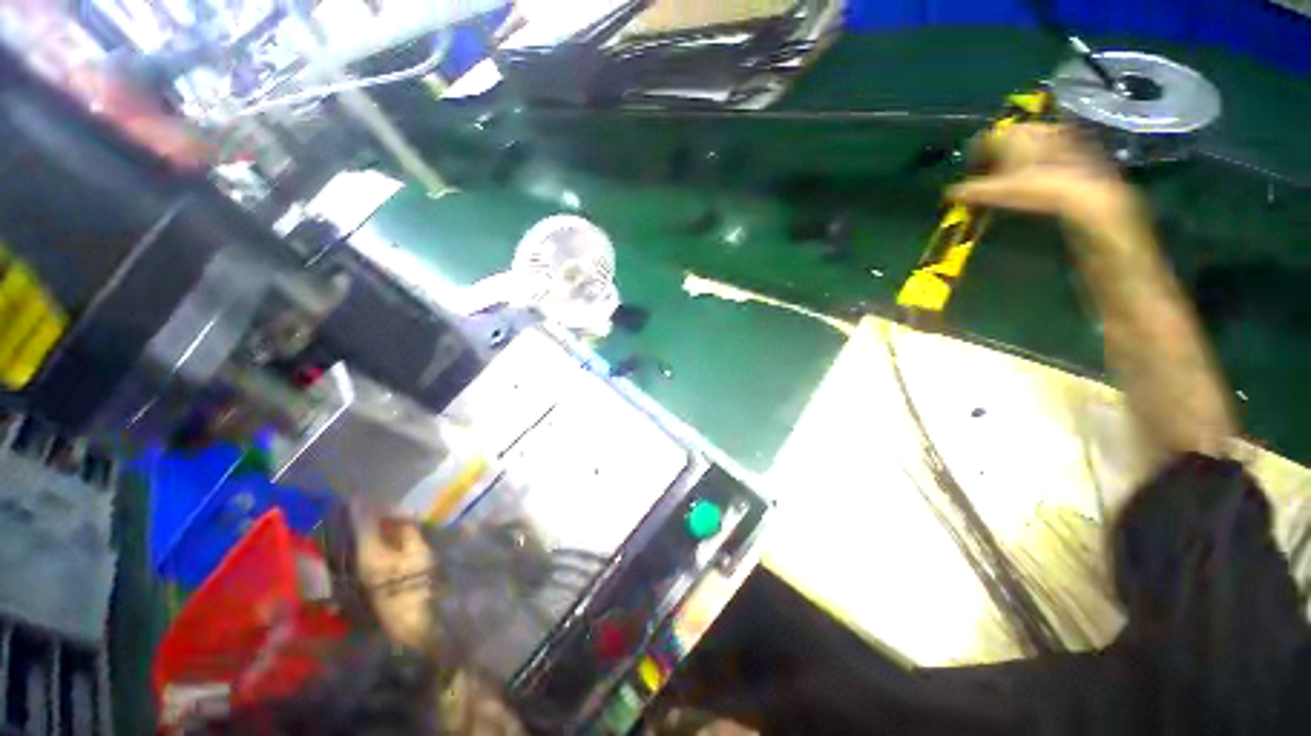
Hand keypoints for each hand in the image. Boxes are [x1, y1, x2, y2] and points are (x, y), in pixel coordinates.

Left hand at [352, 505, 438, 649]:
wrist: (412, 624)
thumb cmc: (416, 585)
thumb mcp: (418, 553)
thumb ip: (410, 531)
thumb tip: (405, 513)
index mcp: (369, 552)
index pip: (362, 522)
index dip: (365, 507)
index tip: (365, 494)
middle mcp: (361, 560)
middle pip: (365, 531)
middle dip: (378, 516)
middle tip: (398, 506)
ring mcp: (367, 570)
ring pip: (371, 541)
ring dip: (383, 528)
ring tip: (402, 518)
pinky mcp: (375, 578)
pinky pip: (377, 550)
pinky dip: (386, 539)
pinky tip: (400, 536)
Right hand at [947, 123, 1140, 231]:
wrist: (1088, 193)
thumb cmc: (1034, 188)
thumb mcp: (993, 194)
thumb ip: (967, 192)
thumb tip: (948, 193)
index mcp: (1011, 133)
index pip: (981, 140)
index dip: (972, 157)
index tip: (970, 173)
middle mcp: (1034, 126)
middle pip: (1007, 139)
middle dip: (997, 156)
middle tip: (991, 177)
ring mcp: (1060, 133)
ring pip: (1031, 143)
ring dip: (1020, 158)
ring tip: (1016, 179)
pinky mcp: (1080, 144)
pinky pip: (1052, 149)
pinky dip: (1043, 161)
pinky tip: (1043, 178)